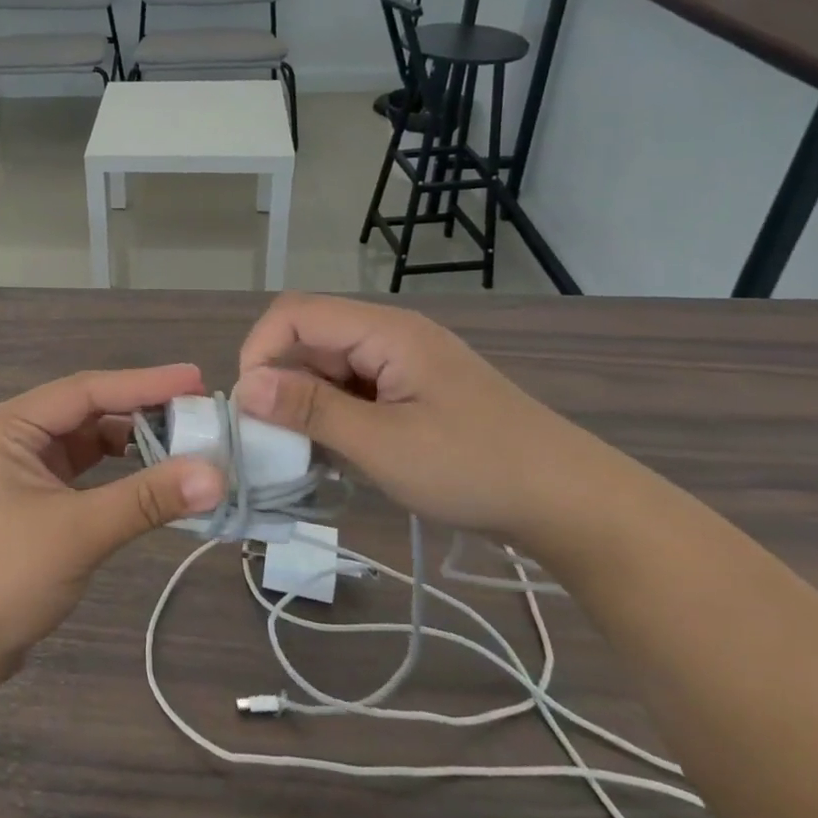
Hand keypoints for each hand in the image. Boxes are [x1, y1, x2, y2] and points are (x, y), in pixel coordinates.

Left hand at [0, 365, 224, 668]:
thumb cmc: (5, 575)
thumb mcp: (79, 531)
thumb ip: (147, 498)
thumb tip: (217, 475)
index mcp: (11, 424)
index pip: (87, 390)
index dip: (145, 383)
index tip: (197, 380)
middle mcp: (17, 434)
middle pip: (90, 409)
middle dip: (143, 409)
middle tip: (199, 411)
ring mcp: (26, 466)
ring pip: (91, 439)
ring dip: (135, 440)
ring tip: (186, 441)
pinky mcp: (38, 496)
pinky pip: (88, 469)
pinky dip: (121, 470)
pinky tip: (154, 474)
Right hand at [234, 294, 615, 545]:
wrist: (571, 504)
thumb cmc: (475, 468)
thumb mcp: (383, 444)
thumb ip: (311, 409)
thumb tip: (246, 386)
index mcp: (384, 331)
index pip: (295, 314)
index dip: (260, 351)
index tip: (251, 408)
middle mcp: (389, 336)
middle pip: (309, 339)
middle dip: (280, 383)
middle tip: (272, 440)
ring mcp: (402, 365)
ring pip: (327, 368)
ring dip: (305, 404)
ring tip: (302, 453)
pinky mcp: (410, 393)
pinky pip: (352, 391)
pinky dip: (332, 417)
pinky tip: (336, 454)